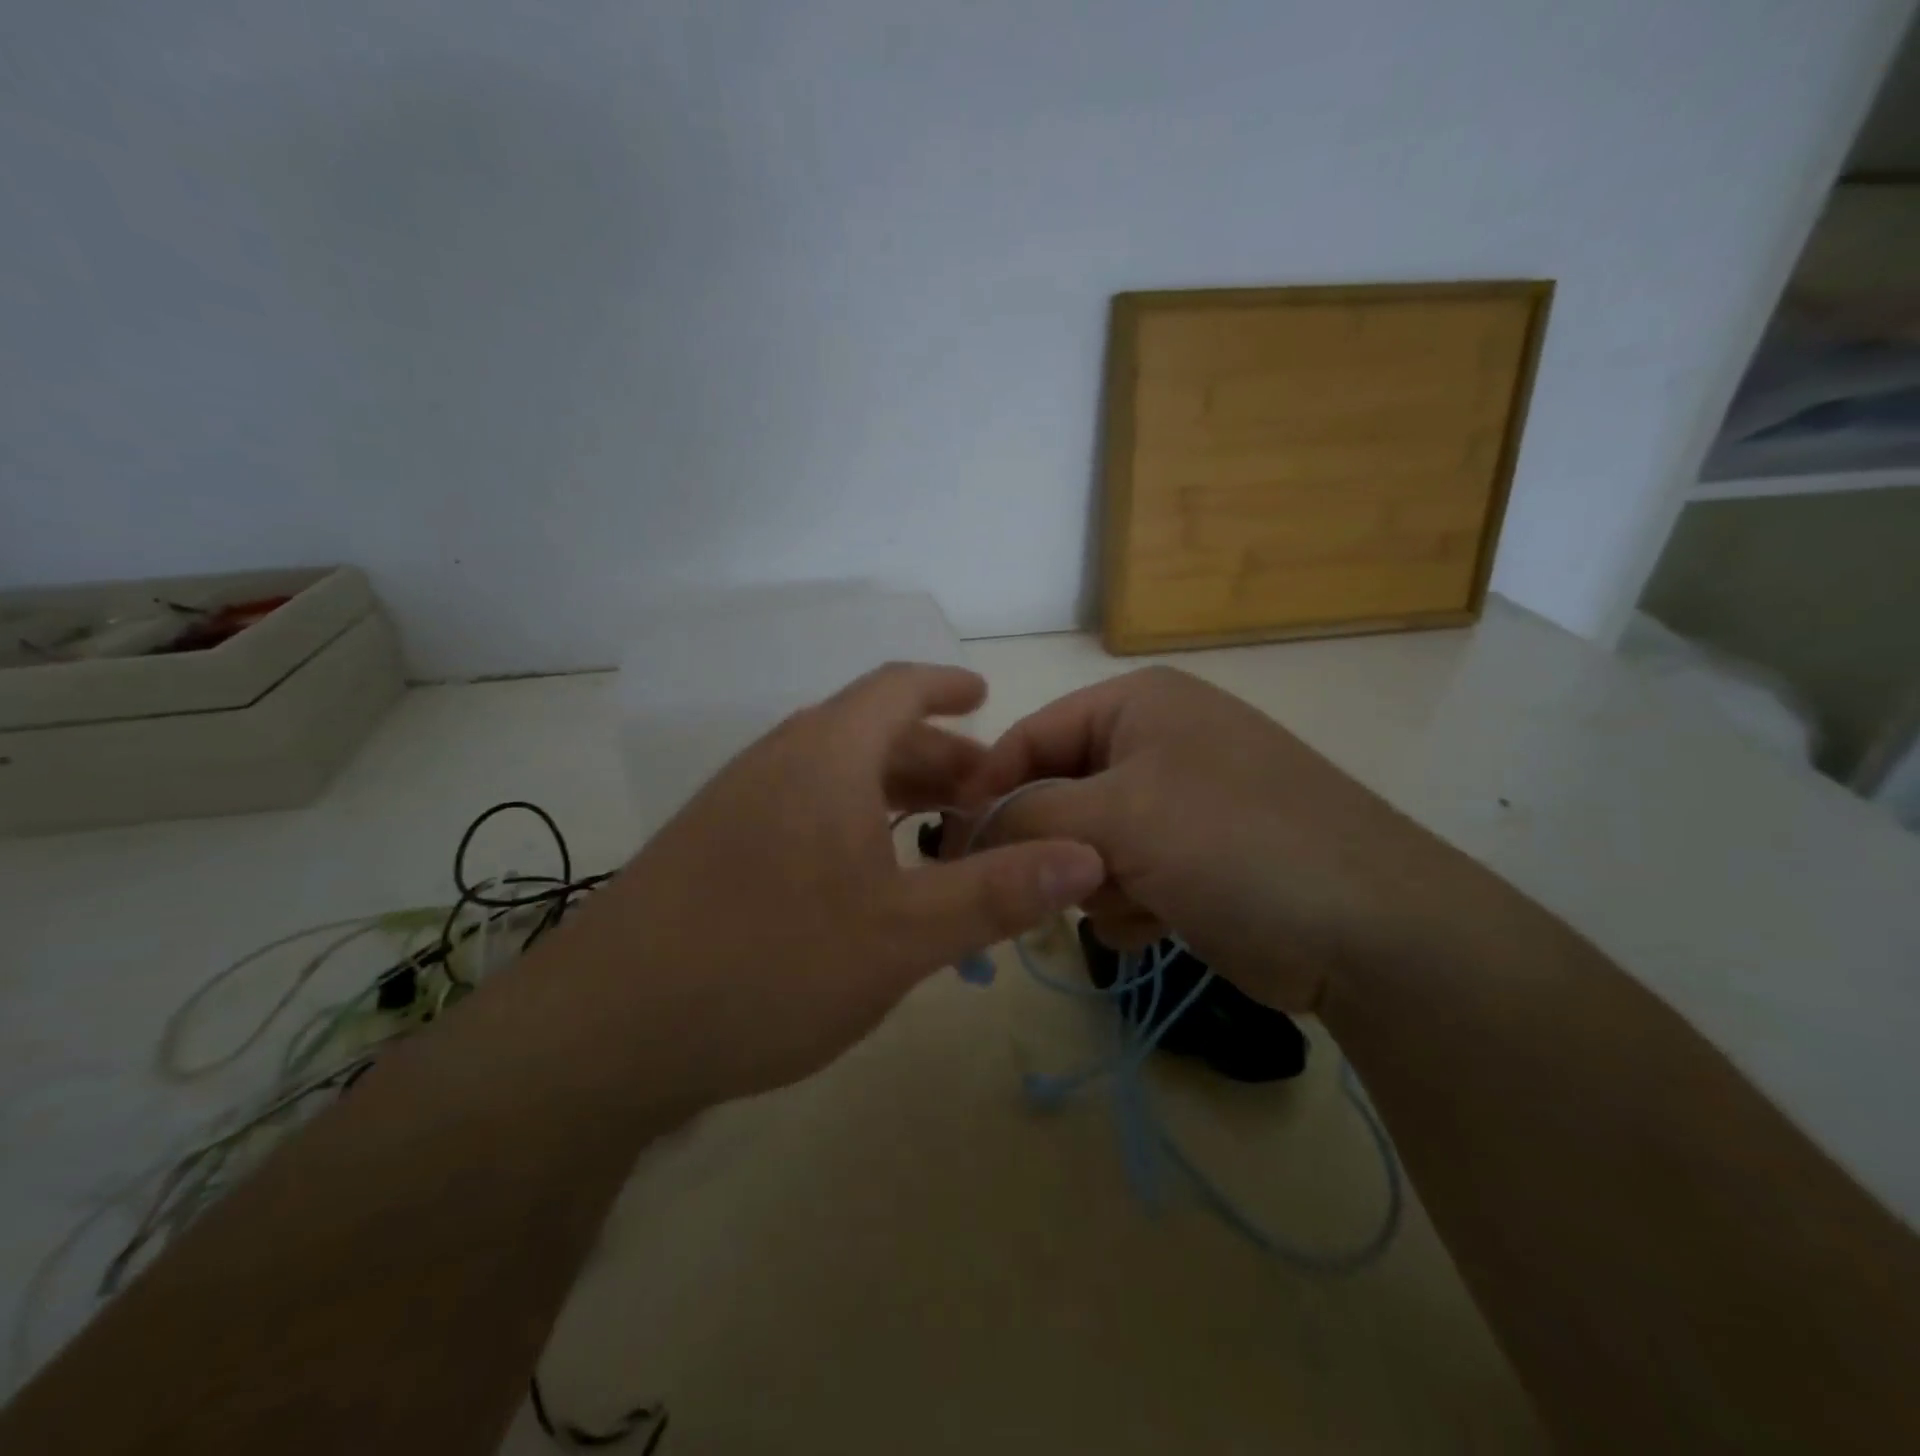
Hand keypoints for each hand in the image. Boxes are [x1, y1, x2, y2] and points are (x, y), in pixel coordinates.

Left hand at [550, 663, 1105, 1104]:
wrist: (604, 1032)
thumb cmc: (767, 965)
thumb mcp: (900, 935)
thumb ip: (995, 892)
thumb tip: (1088, 856)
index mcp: (823, 755)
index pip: (896, 688)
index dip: (946, 686)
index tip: (986, 697)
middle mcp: (777, 762)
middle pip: (869, 733)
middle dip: (934, 757)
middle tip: (984, 796)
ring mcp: (737, 805)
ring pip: (834, 775)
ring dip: (891, 793)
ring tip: (939, 837)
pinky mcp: (713, 849)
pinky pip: (802, 810)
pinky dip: (852, 823)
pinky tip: (868, 879)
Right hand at [958, 666, 1464, 1011]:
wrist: (1371, 931)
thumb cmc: (1233, 844)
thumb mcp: (1118, 817)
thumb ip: (1028, 815)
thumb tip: (966, 830)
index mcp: (1138, 704)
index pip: (1031, 736)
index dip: (988, 790)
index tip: (956, 848)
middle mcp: (1157, 743)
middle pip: (1059, 794)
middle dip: (1059, 845)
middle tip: (1066, 883)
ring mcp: (1180, 803)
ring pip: (1088, 843)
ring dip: (1100, 881)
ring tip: (1138, 899)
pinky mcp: (1196, 859)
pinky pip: (1126, 877)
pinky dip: (1131, 903)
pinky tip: (1163, 920)